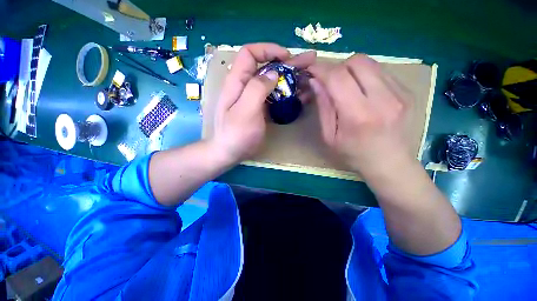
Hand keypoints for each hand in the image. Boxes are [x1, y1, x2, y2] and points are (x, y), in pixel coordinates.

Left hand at [211, 43, 315, 163]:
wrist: (230, 152)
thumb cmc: (236, 134)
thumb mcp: (245, 111)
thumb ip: (257, 89)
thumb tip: (272, 73)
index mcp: (237, 81)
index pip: (250, 53)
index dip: (268, 49)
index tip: (286, 57)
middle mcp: (246, 86)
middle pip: (265, 66)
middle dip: (286, 63)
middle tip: (308, 62)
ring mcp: (254, 98)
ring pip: (272, 82)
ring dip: (289, 79)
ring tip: (307, 79)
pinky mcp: (260, 108)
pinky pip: (274, 96)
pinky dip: (286, 93)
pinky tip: (299, 96)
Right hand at [308, 54, 414, 178]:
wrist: (389, 163)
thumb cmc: (353, 154)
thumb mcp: (329, 136)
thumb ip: (323, 107)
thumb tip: (315, 82)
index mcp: (358, 115)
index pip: (337, 78)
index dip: (321, 69)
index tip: (311, 70)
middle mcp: (383, 99)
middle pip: (357, 62)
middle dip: (337, 68)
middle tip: (330, 82)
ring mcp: (399, 93)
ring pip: (370, 63)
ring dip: (351, 70)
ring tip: (346, 87)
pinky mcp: (407, 92)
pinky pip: (381, 72)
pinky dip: (365, 76)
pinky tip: (362, 92)